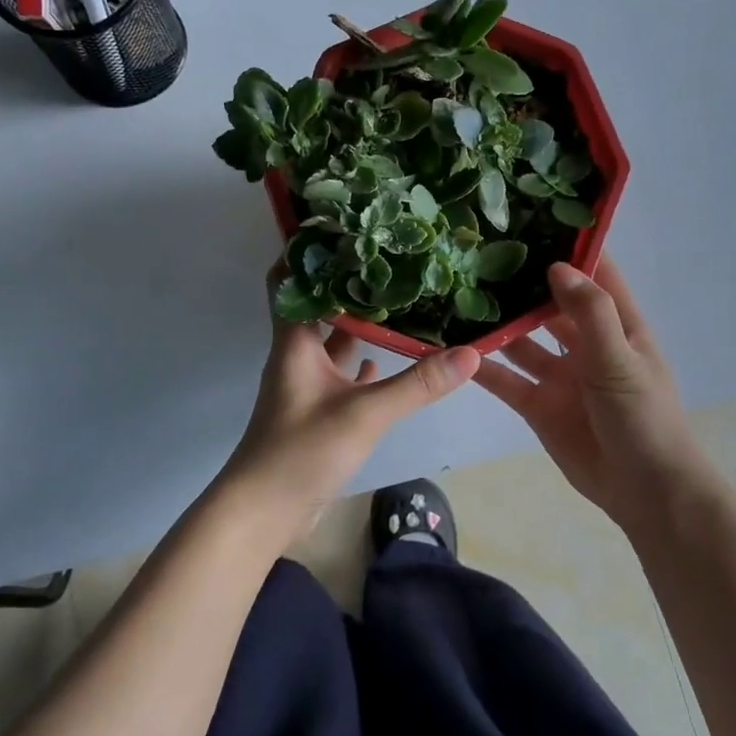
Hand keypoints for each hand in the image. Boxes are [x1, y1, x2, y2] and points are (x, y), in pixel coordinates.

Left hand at [221, 274, 479, 543]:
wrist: (264, 511)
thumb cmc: (302, 451)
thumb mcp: (364, 414)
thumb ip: (417, 385)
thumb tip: (471, 353)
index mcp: (295, 342)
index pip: (290, 280)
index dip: (306, 250)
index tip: (342, 224)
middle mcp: (298, 355)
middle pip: (319, 306)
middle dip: (349, 283)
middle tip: (389, 258)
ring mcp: (307, 384)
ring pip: (333, 341)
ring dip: (359, 322)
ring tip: (398, 299)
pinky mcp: (317, 411)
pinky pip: (341, 375)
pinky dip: (361, 362)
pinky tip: (386, 356)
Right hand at [474, 260, 717, 532]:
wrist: (645, 492)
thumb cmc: (643, 418)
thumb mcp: (620, 360)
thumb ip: (590, 313)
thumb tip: (556, 266)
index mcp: (617, 325)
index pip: (594, 273)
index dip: (569, 247)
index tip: (532, 217)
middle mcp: (586, 343)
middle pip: (549, 304)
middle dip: (521, 283)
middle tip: (476, 253)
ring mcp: (560, 375)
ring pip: (522, 340)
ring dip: (497, 323)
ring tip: (457, 293)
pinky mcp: (538, 405)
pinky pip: (506, 378)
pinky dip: (484, 365)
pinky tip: (453, 346)